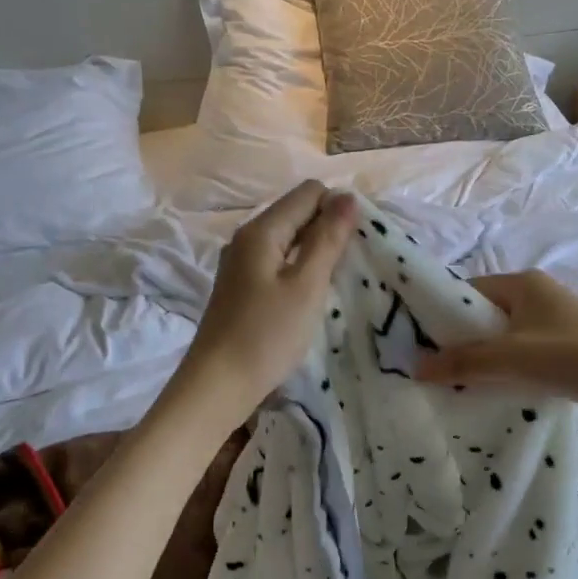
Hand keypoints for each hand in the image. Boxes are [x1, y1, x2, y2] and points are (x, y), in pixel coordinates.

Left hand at [176, 181, 358, 421]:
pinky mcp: (241, 287)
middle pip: (297, 213)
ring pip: (288, 239)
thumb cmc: (267, 335)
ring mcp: (241, 263)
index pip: (308, 193)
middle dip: (329, 228)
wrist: (218, 385)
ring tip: (338, 278)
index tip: (359, 241)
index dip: (338, 208)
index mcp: (261, 230)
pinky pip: (278, 262)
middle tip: (354, 262)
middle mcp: (246, 238)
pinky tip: (311, 294)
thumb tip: (347, 196)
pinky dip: (299, 269)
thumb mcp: (306, 286)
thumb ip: (328, 239)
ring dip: (316, 251)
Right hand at [414, 269, 577, 415]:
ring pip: (507, 336)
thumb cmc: (570, 357)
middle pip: (487, 315)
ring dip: (488, 357)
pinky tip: (501, 390)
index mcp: (523, 283)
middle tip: (440, 368)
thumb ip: (463, 362)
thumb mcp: (510, 358)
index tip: (423, 342)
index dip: (445, 314)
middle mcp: (539, 295)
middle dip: (464, 340)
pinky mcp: (569, 347)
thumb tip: (417, 366)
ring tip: (464, 383)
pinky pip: (527, 352)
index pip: (470, 291)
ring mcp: (556, 321)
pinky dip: (512, 368)